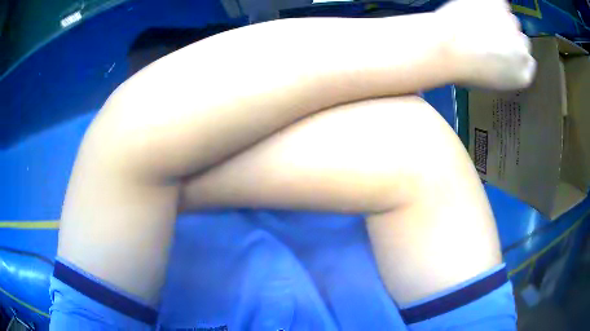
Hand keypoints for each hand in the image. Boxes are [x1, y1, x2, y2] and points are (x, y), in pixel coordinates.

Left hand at [437, 0, 535, 89]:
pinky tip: (477, 9)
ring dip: (499, 19)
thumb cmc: (465, 69)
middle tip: (487, 35)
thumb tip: (504, 56)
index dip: (512, 53)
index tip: (500, 50)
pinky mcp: (499, 4)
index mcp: (523, 74)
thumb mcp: (493, 79)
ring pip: (510, 19)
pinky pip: (499, 2)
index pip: (527, 60)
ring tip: (478, 22)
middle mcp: (524, 50)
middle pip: (520, 39)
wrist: (448, 46)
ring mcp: (513, 24)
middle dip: (508, 37)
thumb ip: (506, 68)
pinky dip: (490, 4)